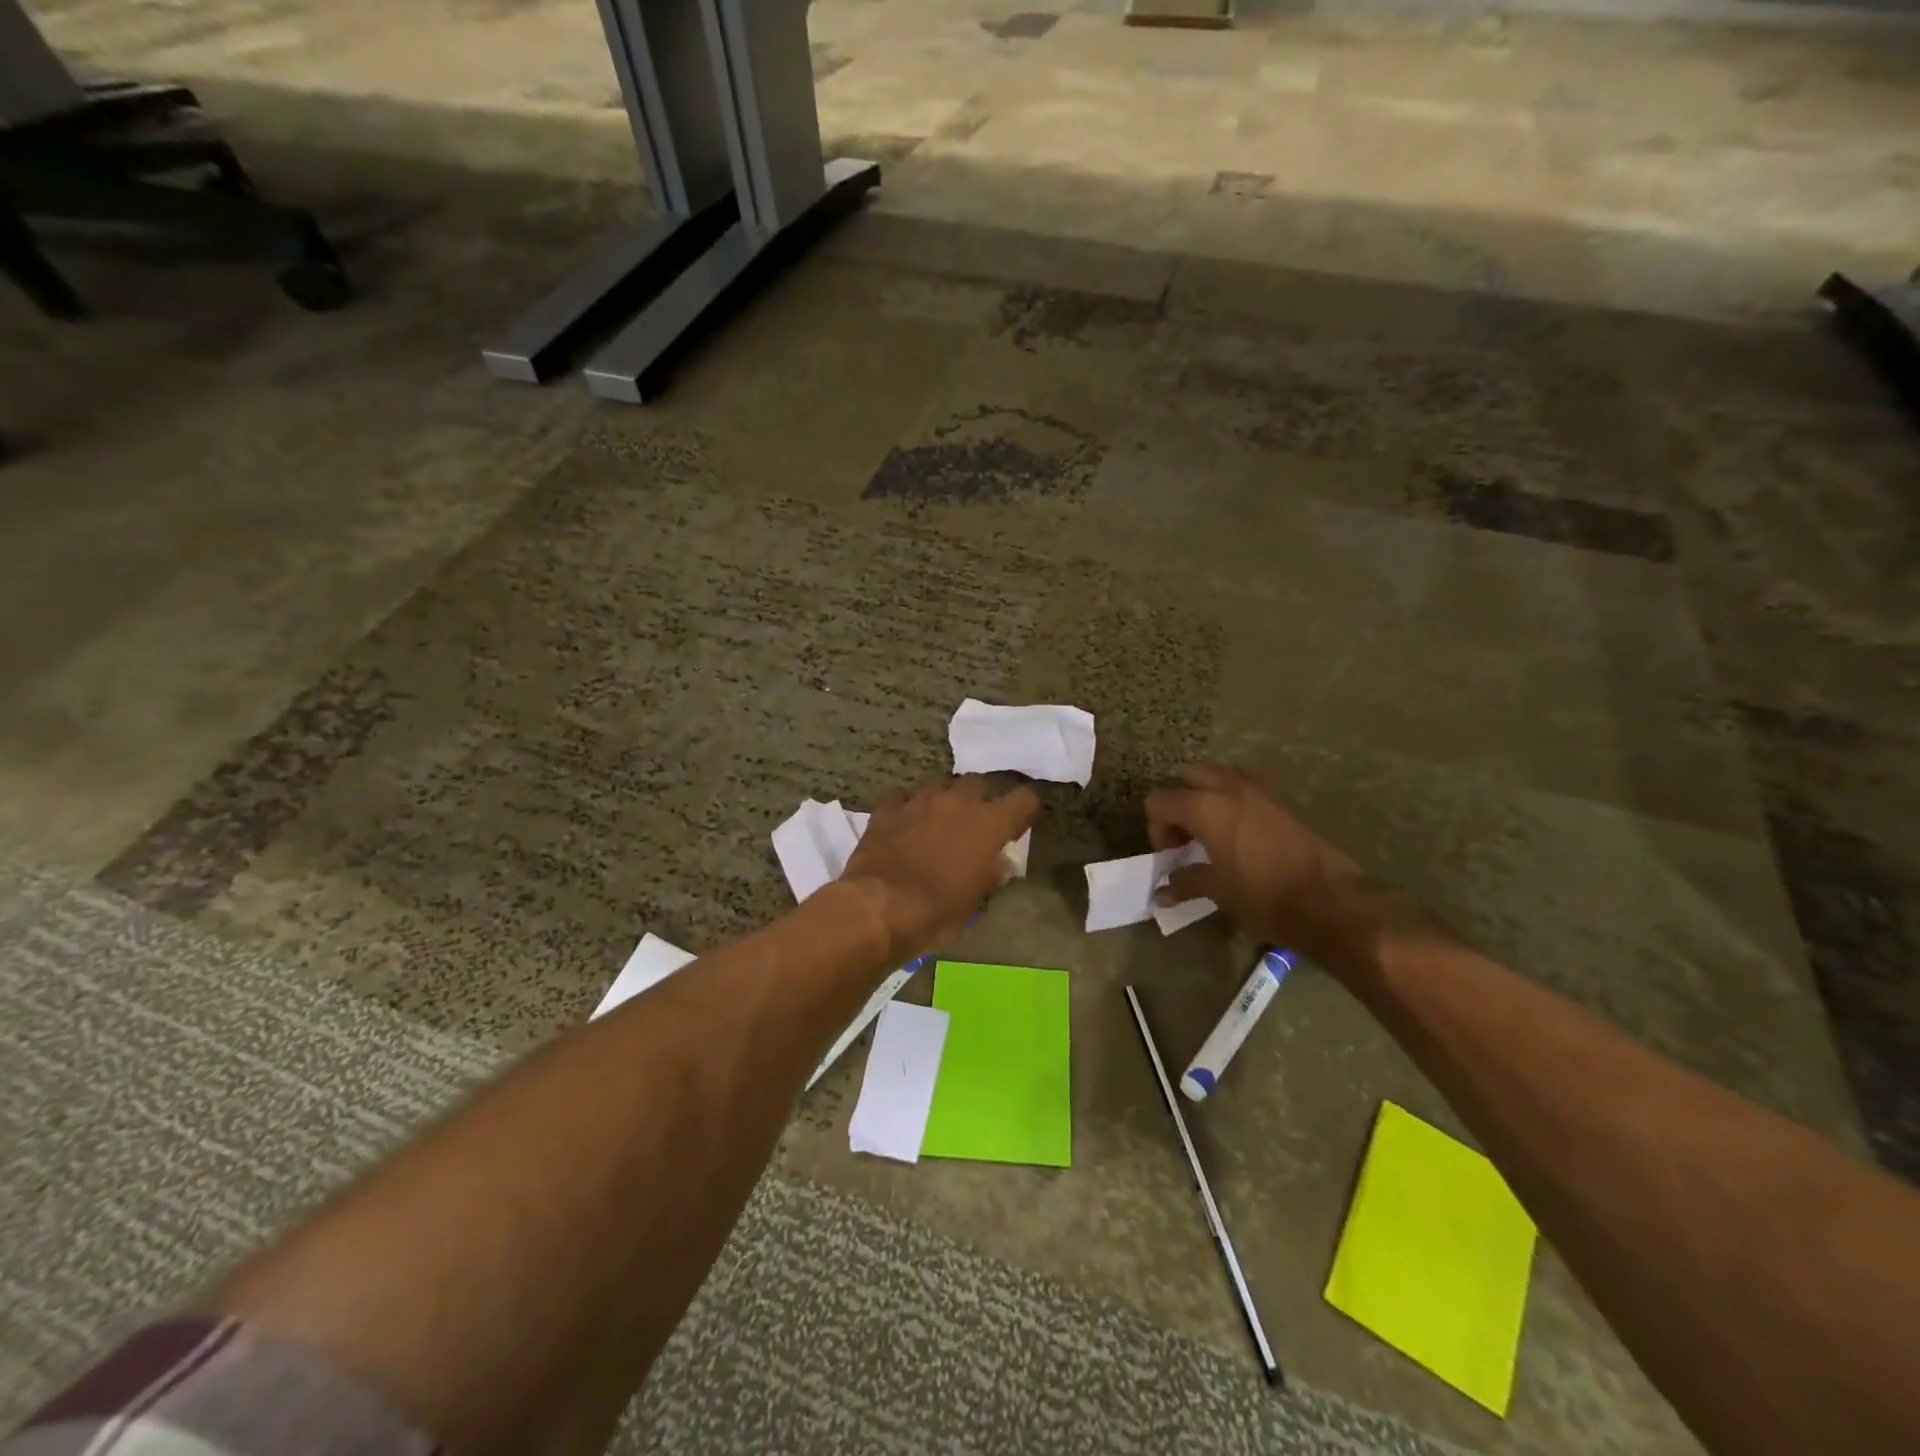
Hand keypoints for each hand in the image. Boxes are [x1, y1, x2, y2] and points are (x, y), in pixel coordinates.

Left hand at [842, 778, 1039, 962]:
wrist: (879, 907)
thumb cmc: (937, 910)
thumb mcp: (975, 900)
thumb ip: (990, 873)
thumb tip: (999, 863)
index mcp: (988, 823)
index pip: (1023, 798)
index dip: (1025, 809)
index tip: (1019, 823)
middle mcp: (957, 801)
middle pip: (978, 784)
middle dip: (979, 801)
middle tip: (974, 824)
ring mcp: (920, 800)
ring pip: (940, 785)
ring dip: (944, 800)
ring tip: (939, 821)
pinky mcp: (888, 808)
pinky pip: (905, 799)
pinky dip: (910, 809)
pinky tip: (906, 824)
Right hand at [1147, 765, 1383, 976]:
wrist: (1329, 900)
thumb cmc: (1264, 895)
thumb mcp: (1218, 892)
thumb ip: (1185, 884)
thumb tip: (1160, 893)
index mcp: (1204, 807)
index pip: (1159, 802)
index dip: (1157, 829)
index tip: (1170, 857)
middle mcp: (1227, 788)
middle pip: (1186, 779)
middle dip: (1179, 805)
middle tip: (1186, 840)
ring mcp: (1256, 791)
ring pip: (1216, 778)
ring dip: (1205, 799)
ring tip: (1210, 836)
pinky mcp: (1278, 801)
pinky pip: (1241, 789)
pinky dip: (1230, 803)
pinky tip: (1238, 838)